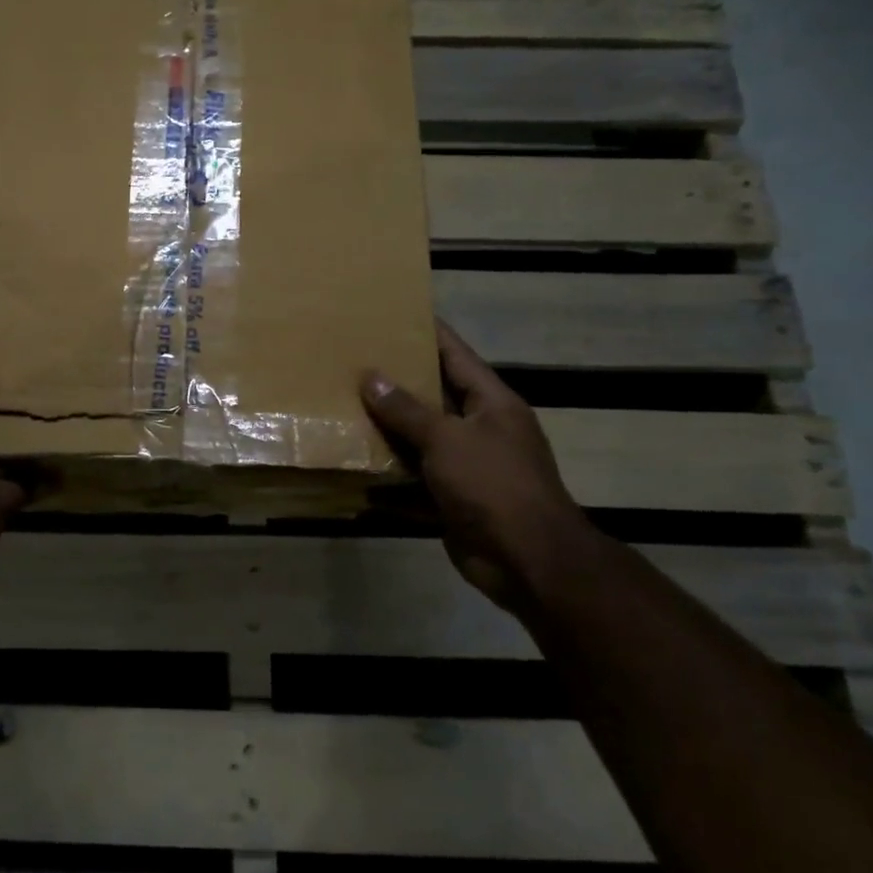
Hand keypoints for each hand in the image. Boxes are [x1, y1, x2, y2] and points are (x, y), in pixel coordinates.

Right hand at [361, 320, 600, 605]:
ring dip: (388, 430)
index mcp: (491, 402)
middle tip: (354, 360)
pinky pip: (415, 479)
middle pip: (434, 396)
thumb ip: (407, 410)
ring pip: (420, 439)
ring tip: (344, 406)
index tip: (395, 311)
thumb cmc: (493, 484)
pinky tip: (356, 467)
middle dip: (396, 381)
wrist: (528, 561)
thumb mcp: (447, 438)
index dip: (428, 331)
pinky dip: (389, 477)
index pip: (456, 354)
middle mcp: (481, 428)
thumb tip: (371, 378)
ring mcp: (467, 465)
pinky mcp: (452, 498)